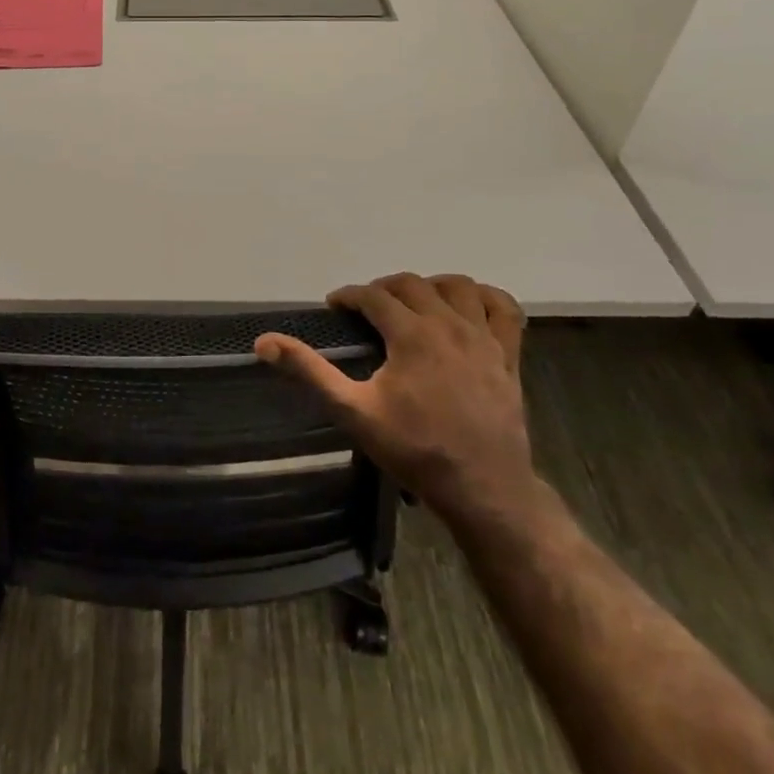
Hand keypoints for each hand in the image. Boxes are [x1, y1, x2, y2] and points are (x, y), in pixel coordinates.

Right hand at [255, 273, 534, 520]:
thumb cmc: (415, 450)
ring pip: (458, 286)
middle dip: (383, 288)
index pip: (373, 295)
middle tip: (367, 309)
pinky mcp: (509, 355)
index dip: (349, 296)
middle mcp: (449, 324)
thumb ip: (309, 372)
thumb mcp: (353, 412)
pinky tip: (469, 307)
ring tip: (414, 304)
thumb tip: (264, 341)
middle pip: (412, 284)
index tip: (335, 307)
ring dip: (431, 286)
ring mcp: (484, 338)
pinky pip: (504, 309)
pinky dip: (485, 298)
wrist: (484, 489)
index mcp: (411, 334)